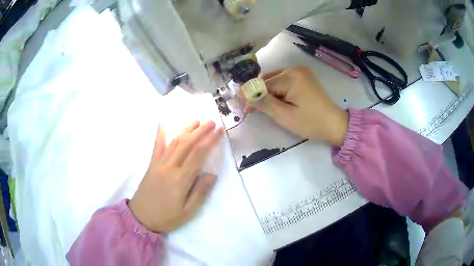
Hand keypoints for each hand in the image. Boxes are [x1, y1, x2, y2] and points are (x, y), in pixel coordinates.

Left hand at [129, 121, 223, 231]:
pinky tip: (162, 122)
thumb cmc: (166, 217)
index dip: (210, 140)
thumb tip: (212, 175)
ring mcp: (159, 164)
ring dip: (186, 130)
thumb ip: (200, 193)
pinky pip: (156, 147)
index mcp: (180, 180)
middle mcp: (169, 167)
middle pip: (187, 144)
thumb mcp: (187, 212)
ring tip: (197, 120)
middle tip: (211, 122)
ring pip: (174, 142)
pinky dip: (160, 133)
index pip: (198, 154)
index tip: (219, 130)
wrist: (141, 217)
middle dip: (200, 131)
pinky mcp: (151, 165)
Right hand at [246, 67, 348, 145]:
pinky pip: (285, 82)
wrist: (335, 125)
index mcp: (291, 76)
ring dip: (269, 93)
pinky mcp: (304, 78)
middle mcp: (295, 69)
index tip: (245, 109)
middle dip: (260, 94)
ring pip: (276, 81)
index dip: (253, 96)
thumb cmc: (311, 123)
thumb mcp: (285, 116)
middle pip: (269, 80)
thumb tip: (245, 96)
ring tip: (265, 108)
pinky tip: (278, 102)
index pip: (264, 84)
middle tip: (253, 110)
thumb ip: (264, 103)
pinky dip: (278, 91)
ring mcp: (301, 72)